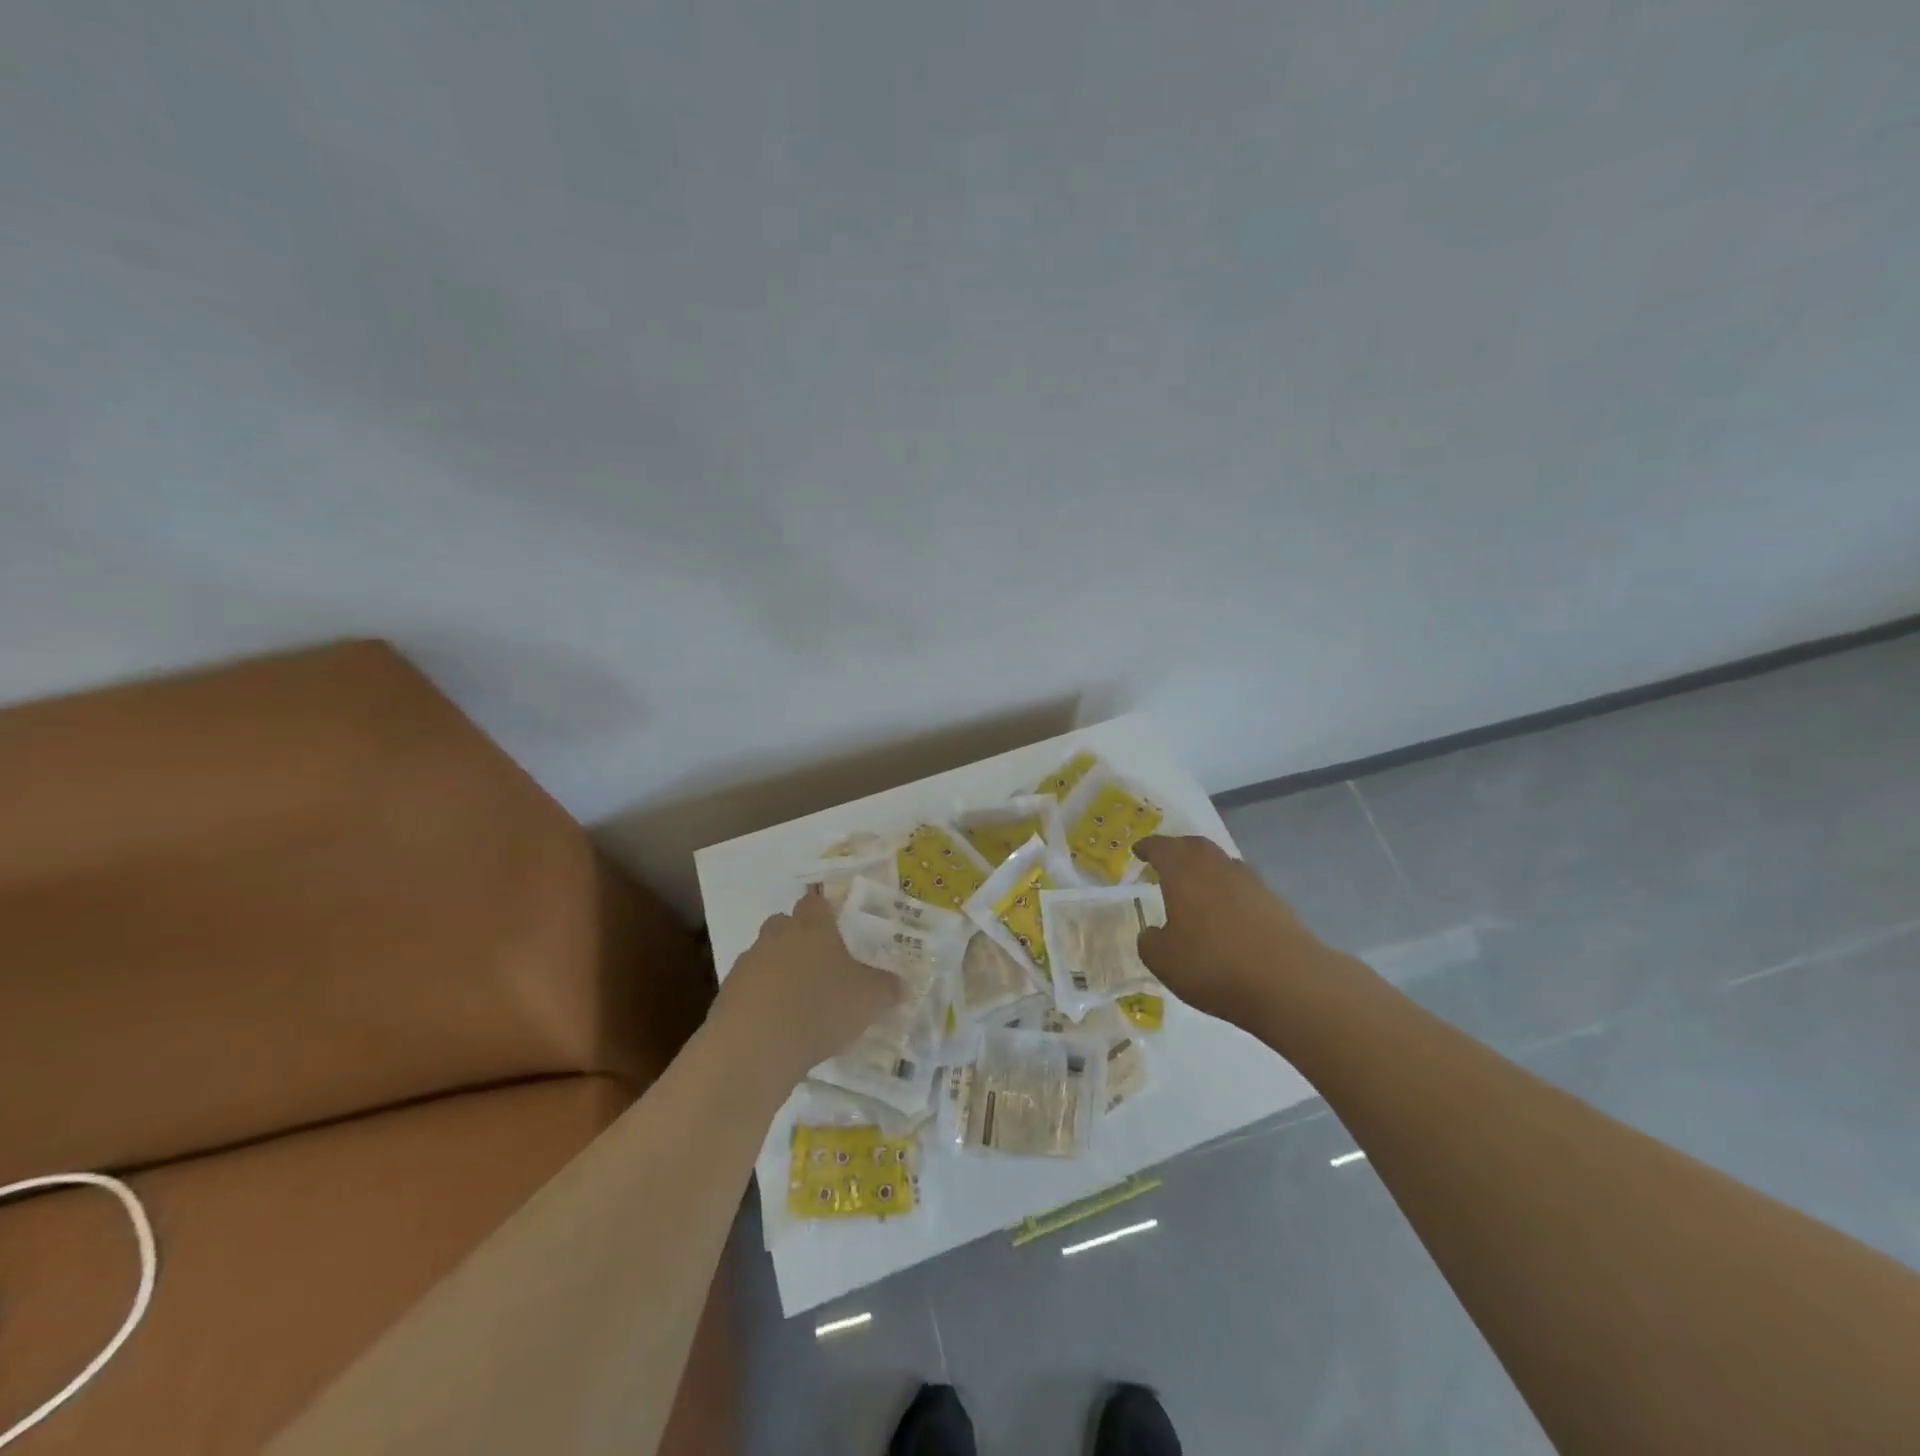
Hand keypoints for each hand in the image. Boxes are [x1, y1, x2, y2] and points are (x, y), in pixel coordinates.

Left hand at [713, 887, 904, 1086]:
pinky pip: (750, 989)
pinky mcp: (727, 995)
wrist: (755, 1045)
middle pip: (785, 924)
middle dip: (799, 939)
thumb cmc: (821, 1007)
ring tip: (799, 1002)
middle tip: (820, 963)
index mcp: (812, 926)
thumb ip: (887, 988)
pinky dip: (762, 1000)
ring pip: (765, 956)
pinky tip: (777, 1026)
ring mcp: (748, 963)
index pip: (816, 902)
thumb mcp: (869, 999)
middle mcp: (777, 935)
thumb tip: (902, 984)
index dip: (825, 910)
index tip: (836, 925)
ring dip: (778, 971)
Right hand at [1134, 835, 1333, 1029]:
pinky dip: (1230, 893)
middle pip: (1195, 846)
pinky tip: (1227, 914)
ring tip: (1196, 887)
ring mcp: (1251, 883)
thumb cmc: (1213, 965)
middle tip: (1166, 860)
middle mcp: (1217, 868)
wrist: (1288, 983)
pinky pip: (1244, 888)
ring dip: (1206, 869)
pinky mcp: (1276, 904)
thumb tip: (1153, 934)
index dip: (1148, 848)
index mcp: (1184, 872)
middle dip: (1178, 850)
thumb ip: (1151, 942)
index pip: (1161, 848)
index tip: (1138, 850)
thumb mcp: (1164, 961)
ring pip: (1222, 864)